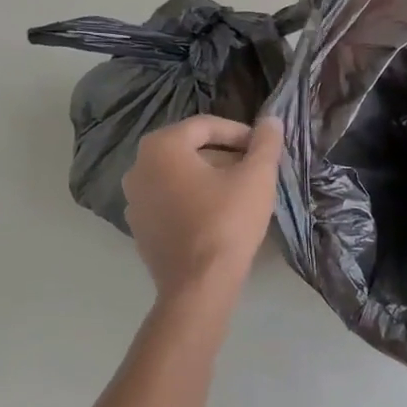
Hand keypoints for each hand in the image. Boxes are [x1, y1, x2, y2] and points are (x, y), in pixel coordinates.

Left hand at [122, 115, 283, 306]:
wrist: (199, 286)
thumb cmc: (227, 222)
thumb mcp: (256, 177)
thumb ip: (265, 143)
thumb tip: (272, 120)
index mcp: (161, 147)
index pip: (206, 126)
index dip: (240, 133)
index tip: (263, 149)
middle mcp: (138, 167)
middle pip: (190, 149)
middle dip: (225, 155)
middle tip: (254, 169)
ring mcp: (133, 200)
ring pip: (179, 175)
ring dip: (209, 177)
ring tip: (240, 191)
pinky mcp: (139, 228)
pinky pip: (169, 200)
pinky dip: (192, 199)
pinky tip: (218, 215)